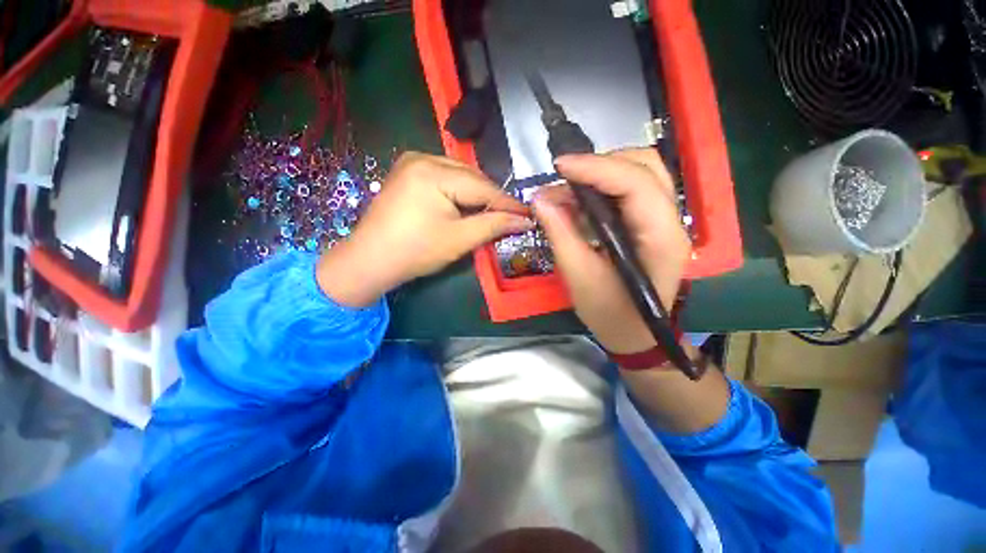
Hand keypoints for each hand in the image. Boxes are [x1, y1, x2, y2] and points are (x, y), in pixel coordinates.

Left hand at [317, 152, 533, 306]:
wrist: (370, 260)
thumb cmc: (415, 251)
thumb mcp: (460, 239)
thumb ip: (494, 225)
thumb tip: (525, 220)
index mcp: (434, 171)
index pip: (483, 187)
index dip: (508, 203)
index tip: (528, 214)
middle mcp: (422, 157)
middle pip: (471, 177)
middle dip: (492, 199)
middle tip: (511, 217)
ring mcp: (412, 162)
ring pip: (459, 176)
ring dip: (476, 195)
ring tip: (491, 213)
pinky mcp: (407, 172)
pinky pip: (444, 177)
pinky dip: (459, 192)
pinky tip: (466, 205)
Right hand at [533, 149, 690, 353]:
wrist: (635, 334)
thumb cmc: (610, 314)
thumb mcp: (579, 277)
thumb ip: (561, 234)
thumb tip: (540, 200)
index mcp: (661, 238)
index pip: (636, 183)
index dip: (597, 168)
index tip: (560, 166)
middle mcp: (671, 221)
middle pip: (645, 167)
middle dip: (601, 164)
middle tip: (565, 179)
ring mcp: (663, 220)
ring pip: (639, 173)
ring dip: (602, 173)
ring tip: (568, 189)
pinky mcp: (650, 224)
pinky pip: (630, 191)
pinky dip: (602, 188)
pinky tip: (580, 202)